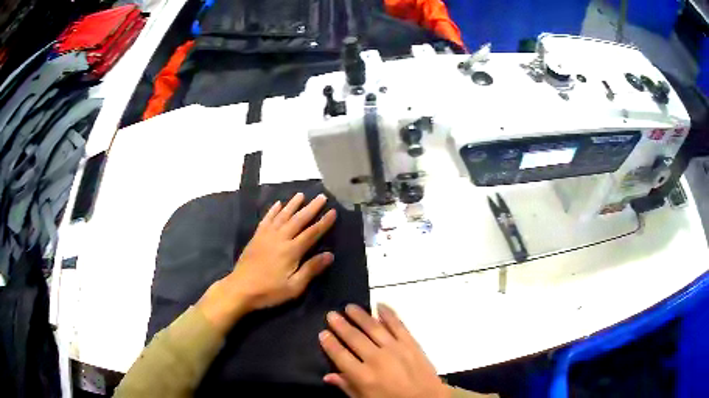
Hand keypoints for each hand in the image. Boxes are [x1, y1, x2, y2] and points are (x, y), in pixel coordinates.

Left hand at [198, 193, 336, 333]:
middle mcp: (280, 238)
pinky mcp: (256, 237)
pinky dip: (273, 211)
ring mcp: (266, 236)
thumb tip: (329, 255)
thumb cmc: (269, 291)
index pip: (312, 233)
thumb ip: (311, 269)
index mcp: (291, 251)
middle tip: (321, 197)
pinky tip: (278, 204)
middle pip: (298, 220)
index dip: (323, 222)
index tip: (333, 211)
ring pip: (282, 215)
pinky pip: (266, 219)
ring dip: (293, 204)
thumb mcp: (294, 287)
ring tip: (301, 195)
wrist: (240, 289)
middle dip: (311, 208)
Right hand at [319, 304, 449, 397]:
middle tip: (331, 314)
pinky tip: (380, 305)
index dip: (330, 343)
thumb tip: (327, 376)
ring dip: (360, 316)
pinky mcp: (411, 343)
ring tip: (349, 307)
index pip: (340, 355)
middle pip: (354, 338)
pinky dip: (388, 314)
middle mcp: (377, 359)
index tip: (322, 333)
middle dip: (341, 325)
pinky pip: (398, 325)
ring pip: (373, 328)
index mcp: (363, 376)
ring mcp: (395, 349)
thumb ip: (347, 387)